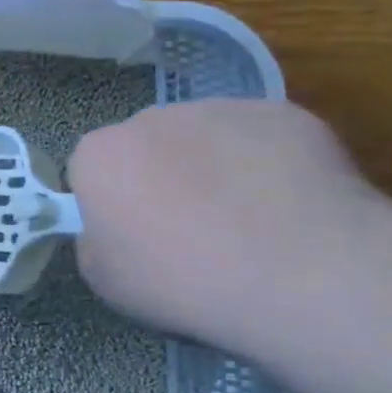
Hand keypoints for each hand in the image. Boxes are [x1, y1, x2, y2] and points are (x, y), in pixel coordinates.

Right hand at [67, 100, 385, 348]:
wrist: (302, 275)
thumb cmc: (184, 283)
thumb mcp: (105, 280)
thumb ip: (95, 239)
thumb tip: (114, 226)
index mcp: (100, 155)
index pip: (90, 169)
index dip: (110, 202)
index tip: (133, 236)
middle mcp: (152, 118)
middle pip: (146, 145)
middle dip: (159, 177)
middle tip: (189, 230)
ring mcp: (221, 109)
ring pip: (204, 136)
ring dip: (213, 167)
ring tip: (247, 220)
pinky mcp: (284, 114)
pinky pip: (261, 139)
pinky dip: (267, 165)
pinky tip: (288, 208)